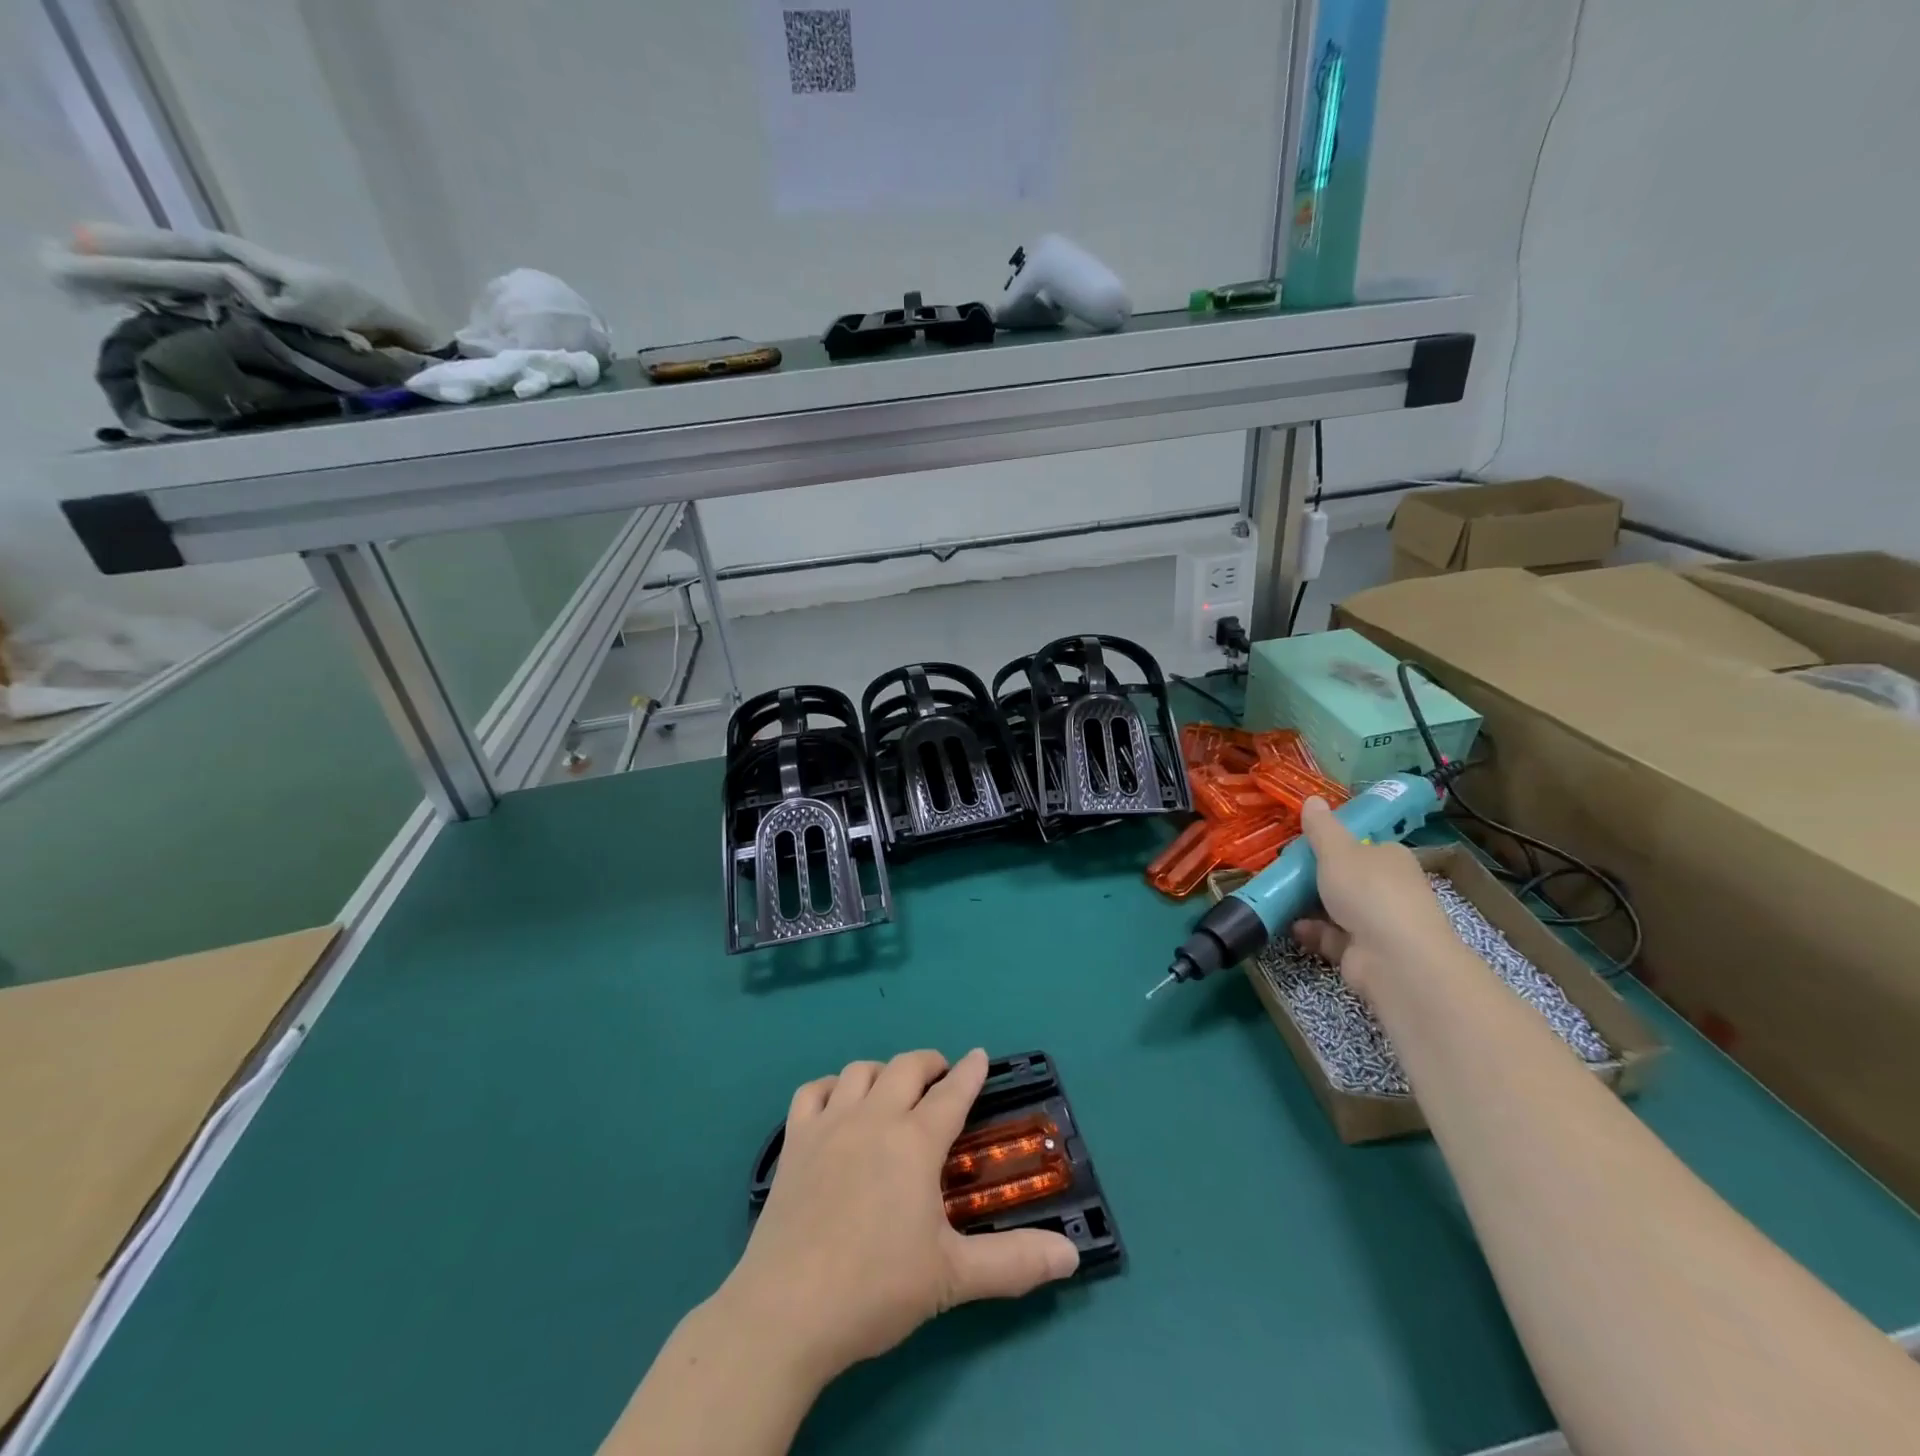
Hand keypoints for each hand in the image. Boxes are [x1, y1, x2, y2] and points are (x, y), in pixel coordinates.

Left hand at [718, 1049, 1079, 1389]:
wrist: (787, 1310)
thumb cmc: (875, 1288)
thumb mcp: (952, 1277)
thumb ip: (1014, 1263)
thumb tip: (1071, 1257)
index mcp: (915, 1142)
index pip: (952, 1093)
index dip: (970, 1071)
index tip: (980, 1056)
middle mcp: (874, 1118)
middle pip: (906, 1067)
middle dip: (930, 1063)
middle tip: (941, 1077)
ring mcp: (829, 1124)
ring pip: (860, 1071)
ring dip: (883, 1071)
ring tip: (892, 1091)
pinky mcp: (794, 1141)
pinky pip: (812, 1091)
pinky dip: (830, 1087)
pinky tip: (838, 1104)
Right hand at [1290, 795, 1459, 999]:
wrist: (1395, 959)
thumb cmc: (1368, 892)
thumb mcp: (1338, 851)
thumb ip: (1322, 828)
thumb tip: (1313, 798)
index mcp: (1390, 858)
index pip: (1361, 846)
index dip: (1332, 845)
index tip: (1301, 846)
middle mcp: (1389, 889)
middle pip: (1346, 877)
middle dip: (1315, 877)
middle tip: (1283, 872)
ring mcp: (1379, 923)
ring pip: (1337, 908)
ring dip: (1309, 905)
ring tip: (1278, 897)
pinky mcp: (1365, 952)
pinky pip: (1333, 936)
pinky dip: (1313, 931)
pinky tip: (1292, 926)